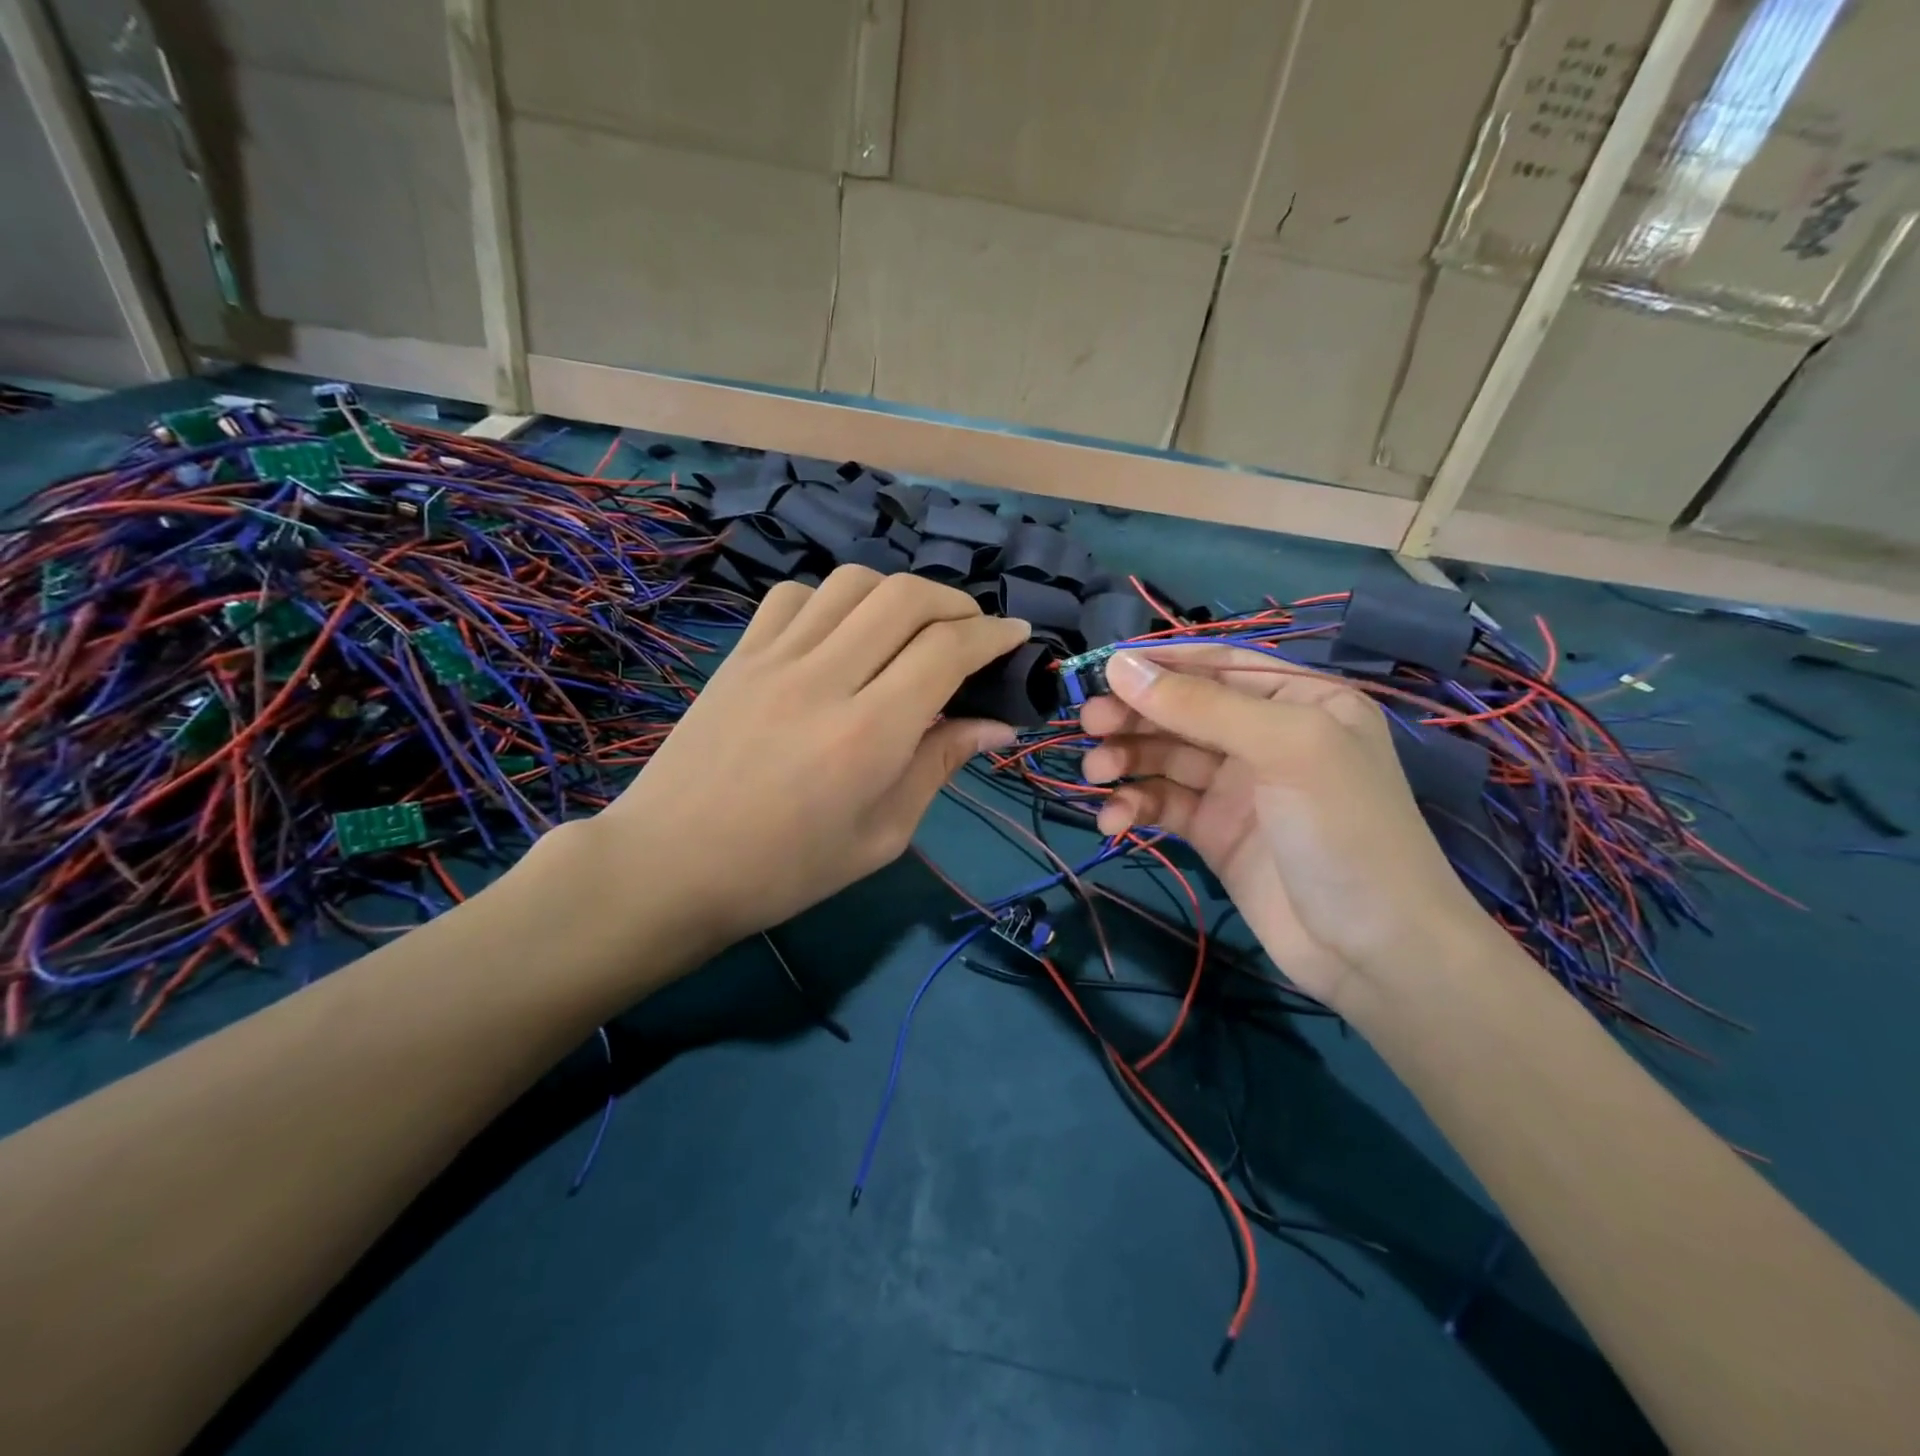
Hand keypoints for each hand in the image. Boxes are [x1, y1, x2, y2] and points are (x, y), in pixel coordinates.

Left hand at [586, 566, 1029, 956]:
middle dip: (956, 603)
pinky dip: (834, 600)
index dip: (994, 634)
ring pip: (852, 583)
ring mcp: (775, 658)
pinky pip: (795, 596)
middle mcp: (825, 678)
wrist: (670, 867)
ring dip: (898, 594)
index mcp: (869, 733)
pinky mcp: (739, 655)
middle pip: (906, 596)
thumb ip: (940, 765)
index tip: (1018, 637)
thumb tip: (996, 724)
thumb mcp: (882, 835)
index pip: (947, 649)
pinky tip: (841, 633)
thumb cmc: (786, 870)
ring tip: (911, 628)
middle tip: (973, 631)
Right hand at [1080, 647, 1492, 1009]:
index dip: (1159, 664)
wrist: (1373, 951)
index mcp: (1299, 699)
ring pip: (1165, 756)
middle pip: (1183, 710)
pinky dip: (1134, 806)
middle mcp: (1266, 736)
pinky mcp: (1214, 832)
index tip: (1101, 670)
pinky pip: (1164, 804)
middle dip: (1134, 714)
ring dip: (1126, 759)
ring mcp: (1238, 787)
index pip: (1217, 664)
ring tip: (1096, 772)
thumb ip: (1202, 705)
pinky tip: (1114, 821)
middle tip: (1088, 723)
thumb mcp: (1284, 748)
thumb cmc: (1344, 829)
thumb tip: (1120, 667)